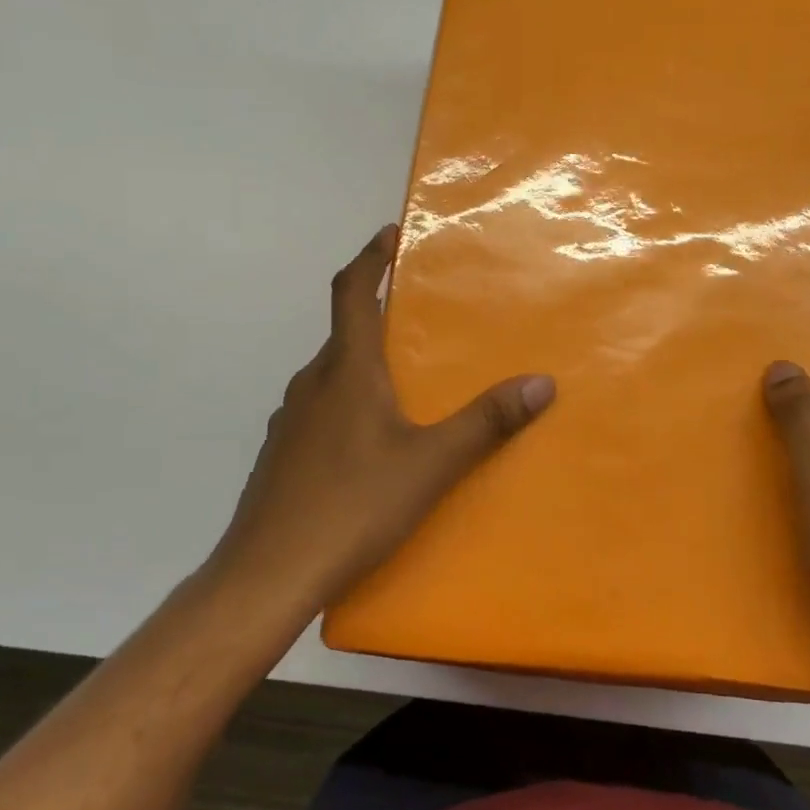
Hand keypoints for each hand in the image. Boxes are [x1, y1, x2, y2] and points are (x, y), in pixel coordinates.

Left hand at [209, 226, 555, 608]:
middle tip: (422, 320)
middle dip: (379, 317)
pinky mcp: (281, 456)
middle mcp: (311, 385)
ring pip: (332, 375)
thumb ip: (487, 422)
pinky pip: (321, 410)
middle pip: (344, 333)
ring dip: (364, 364)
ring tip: (405, 383)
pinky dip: (348, 403)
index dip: (370, 258)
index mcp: (345, 371)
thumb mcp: (431, 464)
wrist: (266, 576)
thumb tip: (542, 382)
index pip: (351, 292)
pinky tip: (372, 444)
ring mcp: (290, 422)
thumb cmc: (352, 506)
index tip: (389, 234)